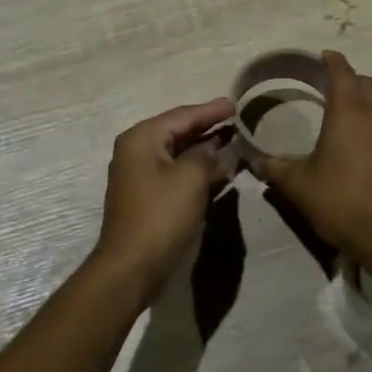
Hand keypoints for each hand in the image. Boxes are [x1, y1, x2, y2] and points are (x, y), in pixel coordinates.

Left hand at [91, 98, 235, 295]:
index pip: (183, 115)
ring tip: (235, 142)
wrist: (132, 267)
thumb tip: (218, 149)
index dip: (211, 110)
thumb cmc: (161, 215)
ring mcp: (141, 175)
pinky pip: (177, 173)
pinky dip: (198, 170)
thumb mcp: (191, 178)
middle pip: (179, 131)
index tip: (237, 104)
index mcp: (142, 138)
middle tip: (239, 120)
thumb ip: (207, 156)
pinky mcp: (148, 197)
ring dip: (206, 149)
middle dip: (209, 127)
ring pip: (179, 154)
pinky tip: (221, 170)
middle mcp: (137, 151)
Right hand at [246, 50, 371, 263]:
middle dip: (353, 81)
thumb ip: (275, 169)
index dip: (333, 61)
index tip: (325, 56)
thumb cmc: (340, 202)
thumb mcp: (298, 186)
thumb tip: (254, 161)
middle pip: (369, 84)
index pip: (342, 73)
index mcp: (349, 113)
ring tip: (363, 112)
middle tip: (337, 89)